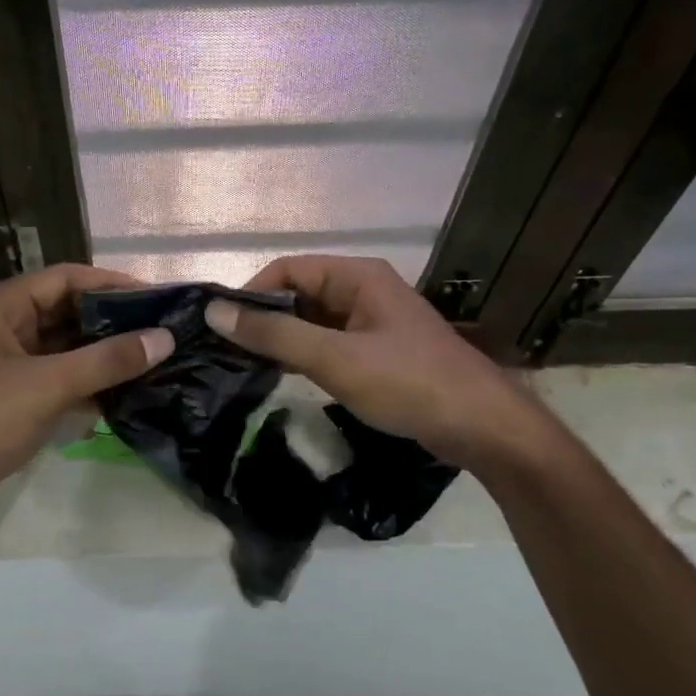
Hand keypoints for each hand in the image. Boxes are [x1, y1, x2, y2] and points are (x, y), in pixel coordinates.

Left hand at [0, 265, 173, 532]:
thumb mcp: (47, 385)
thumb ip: (107, 360)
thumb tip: (165, 338)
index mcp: (1, 306)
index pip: (66, 278)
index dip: (112, 284)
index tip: (158, 299)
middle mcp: (3, 327)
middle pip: (66, 312)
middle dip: (112, 322)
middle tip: (162, 332)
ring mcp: (5, 364)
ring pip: (63, 349)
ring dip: (101, 355)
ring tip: (152, 361)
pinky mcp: (10, 398)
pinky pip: (56, 379)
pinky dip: (85, 384)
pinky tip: (122, 395)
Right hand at [204, 255, 529, 466]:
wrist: (481, 426)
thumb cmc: (408, 383)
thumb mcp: (335, 358)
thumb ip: (275, 334)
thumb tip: (215, 312)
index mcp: (357, 277)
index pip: (288, 270)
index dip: (251, 293)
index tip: (220, 327)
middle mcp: (364, 291)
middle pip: (300, 293)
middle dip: (264, 318)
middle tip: (226, 351)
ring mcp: (373, 323)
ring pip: (313, 322)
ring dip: (283, 339)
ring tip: (245, 366)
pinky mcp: (378, 352)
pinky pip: (330, 344)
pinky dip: (305, 356)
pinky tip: (283, 377)